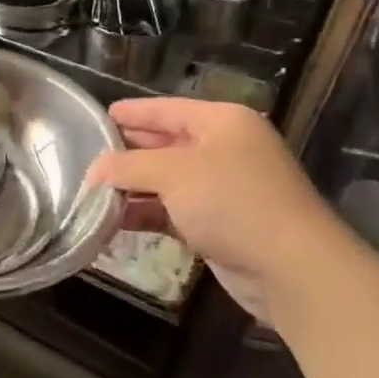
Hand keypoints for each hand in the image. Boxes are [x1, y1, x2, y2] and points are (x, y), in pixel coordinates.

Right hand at [85, 99, 358, 322]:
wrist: (292, 269)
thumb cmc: (232, 202)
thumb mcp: (173, 173)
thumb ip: (127, 166)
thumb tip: (92, 171)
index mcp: (222, 122)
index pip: (166, 108)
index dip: (131, 112)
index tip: (96, 117)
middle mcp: (225, 149)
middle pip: (166, 143)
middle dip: (127, 152)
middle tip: (86, 156)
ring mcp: (225, 188)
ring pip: (167, 180)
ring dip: (133, 187)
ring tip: (92, 192)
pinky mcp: (221, 224)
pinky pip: (174, 210)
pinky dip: (147, 213)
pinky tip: (115, 220)